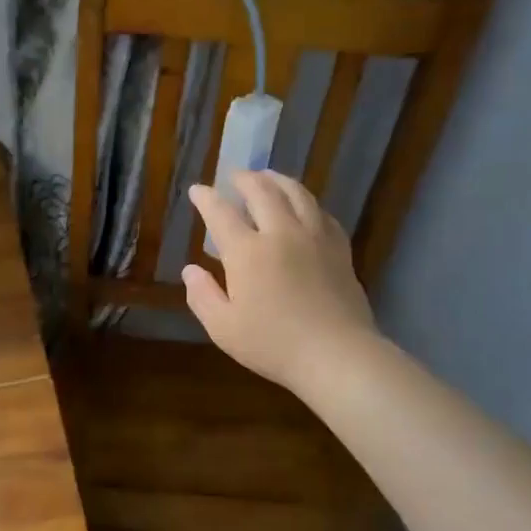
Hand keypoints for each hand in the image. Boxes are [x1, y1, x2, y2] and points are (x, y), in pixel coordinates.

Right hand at [183, 171, 379, 396]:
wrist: (335, 354)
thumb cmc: (272, 344)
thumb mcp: (223, 327)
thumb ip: (202, 296)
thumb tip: (190, 270)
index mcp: (247, 251)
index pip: (221, 213)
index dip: (206, 198)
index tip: (197, 189)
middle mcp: (281, 233)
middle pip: (262, 192)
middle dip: (244, 179)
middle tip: (234, 175)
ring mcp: (314, 238)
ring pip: (297, 194)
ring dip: (279, 180)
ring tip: (269, 176)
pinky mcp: (339, 249)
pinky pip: (323, 214)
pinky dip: (308, 203)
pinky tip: (306, 207)